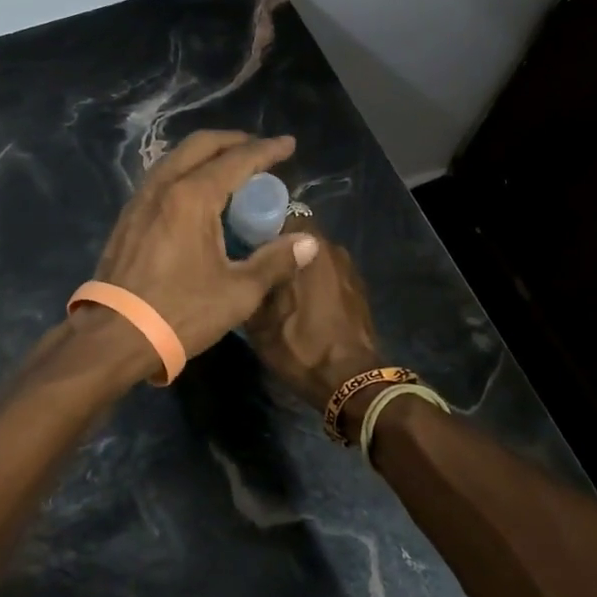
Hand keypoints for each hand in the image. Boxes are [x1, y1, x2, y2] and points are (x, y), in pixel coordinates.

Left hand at [90, 131, 319, 360]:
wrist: (114, 336)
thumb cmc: (180, 313)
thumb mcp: (238, 292)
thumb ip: (274, 261)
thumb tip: (308, 242)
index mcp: (192, 197)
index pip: (237, 161)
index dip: (266, 151)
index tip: (288, 145)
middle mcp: (163, 187)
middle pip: (200, 146)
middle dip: (233, 141)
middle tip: (260, 150)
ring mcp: (140, 200)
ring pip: (176, 158)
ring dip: (206, 154)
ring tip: (231, 167)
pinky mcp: (128, 217)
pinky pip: (161, 178)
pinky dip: (186, 171)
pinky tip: (197, 193)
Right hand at [245, 230, 382, 419]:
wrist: (352, 382)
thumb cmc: (302, 347)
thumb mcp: (260, 321)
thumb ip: (251, 283)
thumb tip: (241, 266)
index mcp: (309, 247)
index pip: (278, 215)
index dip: (256, 226)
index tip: (239, 241)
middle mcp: (332, 248)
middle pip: (296, 236)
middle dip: (275, 247)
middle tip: (253, 266)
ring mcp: (348, 268)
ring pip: (311, 255)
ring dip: (295, 265)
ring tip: (274, 286)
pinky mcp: (357, 289)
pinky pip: (326, 273)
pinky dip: (312, 281)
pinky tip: (299, 303)